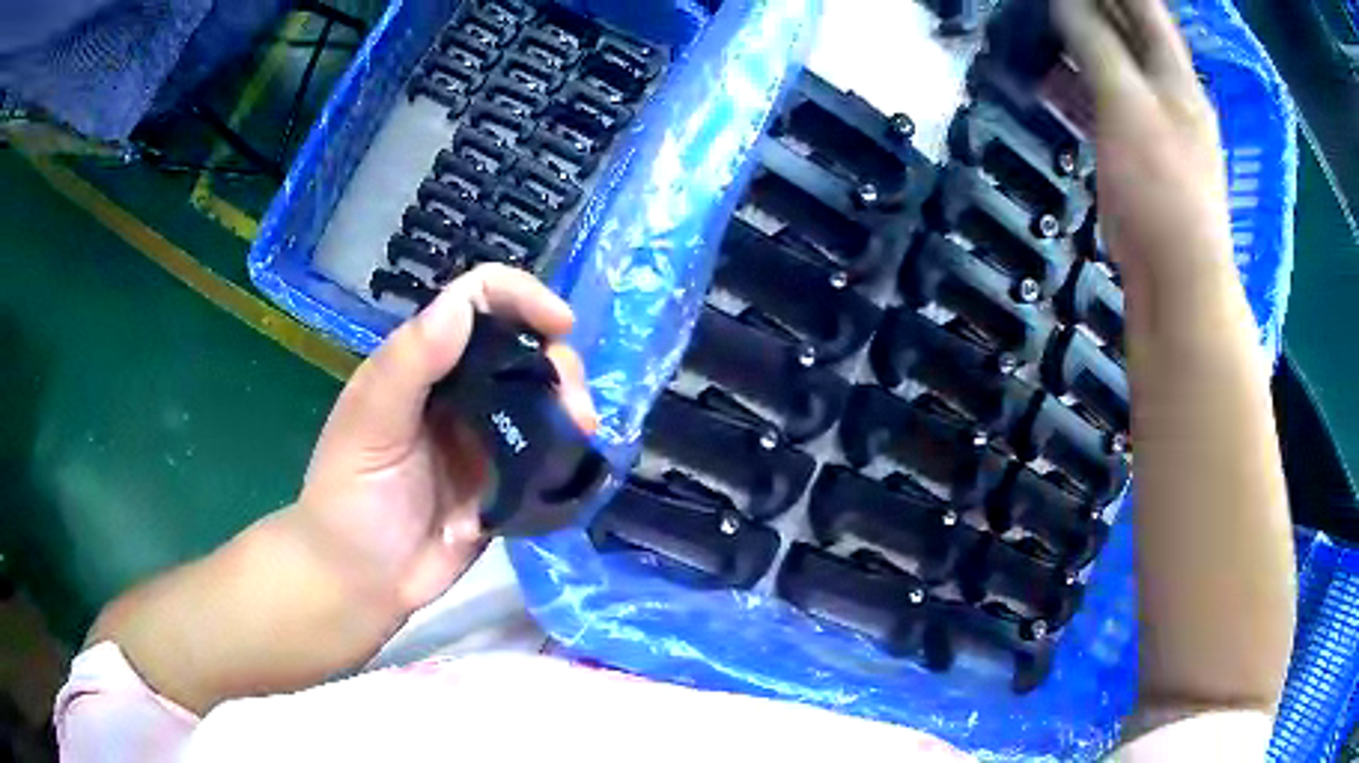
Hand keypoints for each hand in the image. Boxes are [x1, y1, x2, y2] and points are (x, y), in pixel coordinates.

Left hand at [292, 264, 596, 619]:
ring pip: (541, 398)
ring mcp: (484, 438)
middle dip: (558, 363)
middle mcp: (457, 390)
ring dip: (570, 407)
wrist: (361, 582)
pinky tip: (575, 465)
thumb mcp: (367, 427)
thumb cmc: (348, 500)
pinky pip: (546, 454)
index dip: (520, 298)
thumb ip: (408, 365)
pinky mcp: (505, 482)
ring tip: (582, 436)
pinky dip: (567, 452)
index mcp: (420, 364)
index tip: (560, 325)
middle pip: (522, 346)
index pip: (476, 303)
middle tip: (576, 407)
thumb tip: (463, 304)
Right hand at [1054, 0, 1234, 280]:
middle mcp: (1172, 97)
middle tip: (1056, 4)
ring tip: (1046, 28)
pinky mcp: (1141, 161)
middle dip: (1096, 9)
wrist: (1178, 283)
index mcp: (1177, 77)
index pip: (1146, 9)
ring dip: (1085, 46)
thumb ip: (1097, 44)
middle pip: (1133, 36)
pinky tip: (1058, 86)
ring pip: (1119, 70)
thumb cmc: (1160, 187)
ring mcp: (1158, 130)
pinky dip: (1082, 88)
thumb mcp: (1127, 103)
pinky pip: (1108, 107)